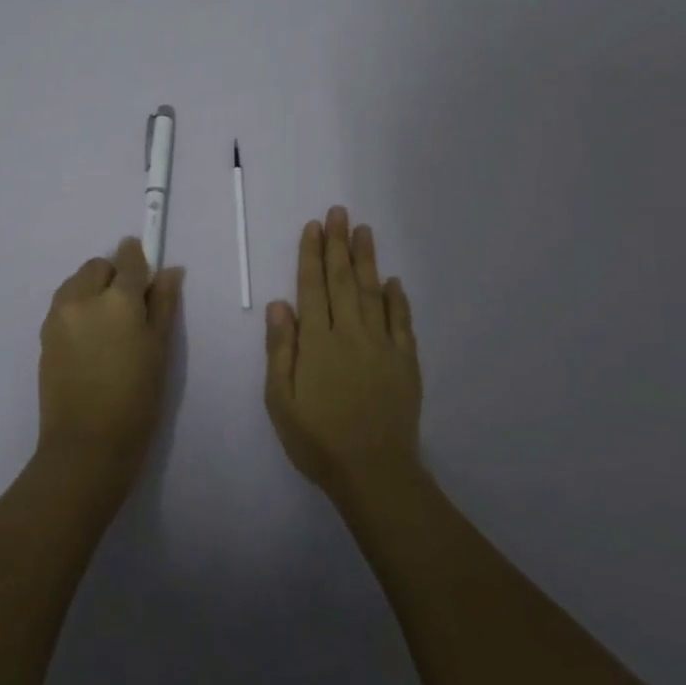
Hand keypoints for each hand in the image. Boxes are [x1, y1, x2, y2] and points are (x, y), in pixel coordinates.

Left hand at [37, 237, 184, 492]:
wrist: (86, 445)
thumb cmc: (136, 399)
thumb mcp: (159, 350)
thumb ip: (163, 304)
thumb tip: (170, 271)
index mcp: (117, 299)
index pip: (129, 260)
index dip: (139, 258)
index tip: (146, 269)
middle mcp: (82, 298)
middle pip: (98, 266)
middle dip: (114, 275)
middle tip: (130, 309)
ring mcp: (58, 316)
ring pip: (76, 282)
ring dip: (92, 289)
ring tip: (108, 325)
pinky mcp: (44, 335)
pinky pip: (63, 304)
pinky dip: (77, 308)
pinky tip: (90, 340)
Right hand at [264, 206, 421, 503]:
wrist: (374, 472)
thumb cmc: (318, 439)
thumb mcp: (281, 400)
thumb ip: (280, 350)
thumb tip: (279, 304)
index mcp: (318, 342)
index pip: (312, 287)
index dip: (311, 254)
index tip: (314, 226)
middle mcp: (350, 333)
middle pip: (343, 280)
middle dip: (339, 244)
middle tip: (339, 212)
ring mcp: (382, 346)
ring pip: (373, 292)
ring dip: (367, 259)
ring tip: (364, 230)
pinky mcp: (406, 362)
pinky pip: (402, 322)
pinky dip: (398, 299)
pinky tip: (394, 281)